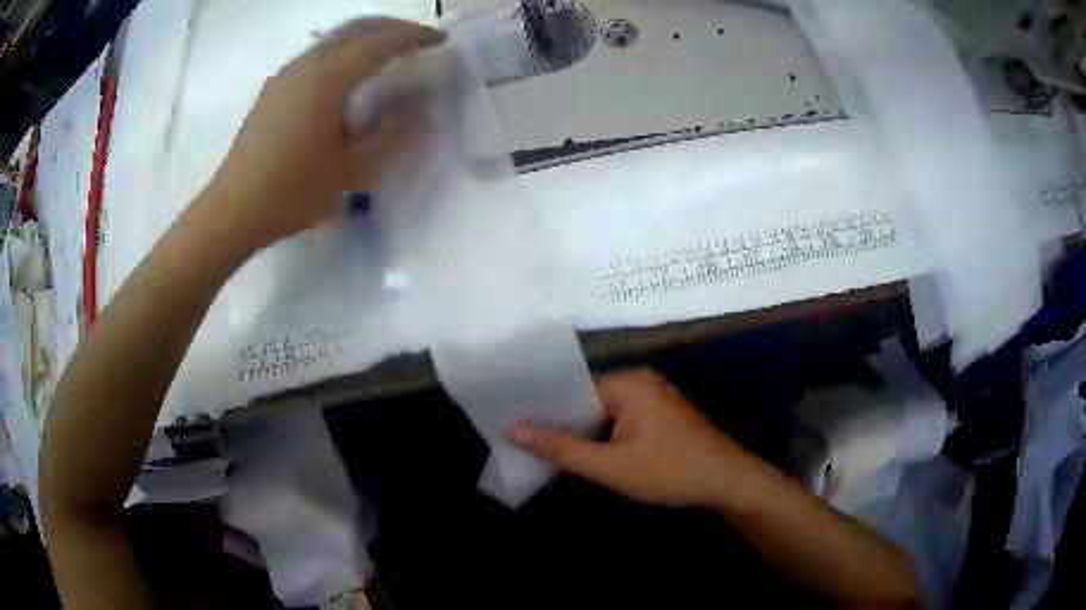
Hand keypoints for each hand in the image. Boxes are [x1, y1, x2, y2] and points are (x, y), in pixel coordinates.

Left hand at [201, 18, 442, 249]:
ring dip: (366, 36)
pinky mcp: (274, 88)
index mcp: (327, 81)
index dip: (413, 37)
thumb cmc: (291, 194)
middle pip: (356, 28)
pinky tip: (348, 72)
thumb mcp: (349, 172)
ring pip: (334, 38)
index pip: (379, 43)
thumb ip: (390, 137)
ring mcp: (286, 74)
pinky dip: (343, 49)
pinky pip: (316, 53)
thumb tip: (423, 113)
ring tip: (388, 51)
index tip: (439, 41)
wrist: (233, 211)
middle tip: (418, 39)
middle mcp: (305, 66)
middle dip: (392, 27)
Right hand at [510, 368, 752, 506]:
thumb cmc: (669, 471)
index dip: (543, 408)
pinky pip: (620, 420)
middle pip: (587, 399)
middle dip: (560, 422)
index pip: (572, 388)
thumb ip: (562, 448)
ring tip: (544, 449)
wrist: (727, 482)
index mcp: (628, 382)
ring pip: (603, 412)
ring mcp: (652, 397)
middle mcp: (640, 381)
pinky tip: (584, 454)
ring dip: (581, 432)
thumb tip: (513, 429)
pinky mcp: (660, 415)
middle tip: (522, 441)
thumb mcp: (610, 466)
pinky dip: (602, 436)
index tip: (511, 423)